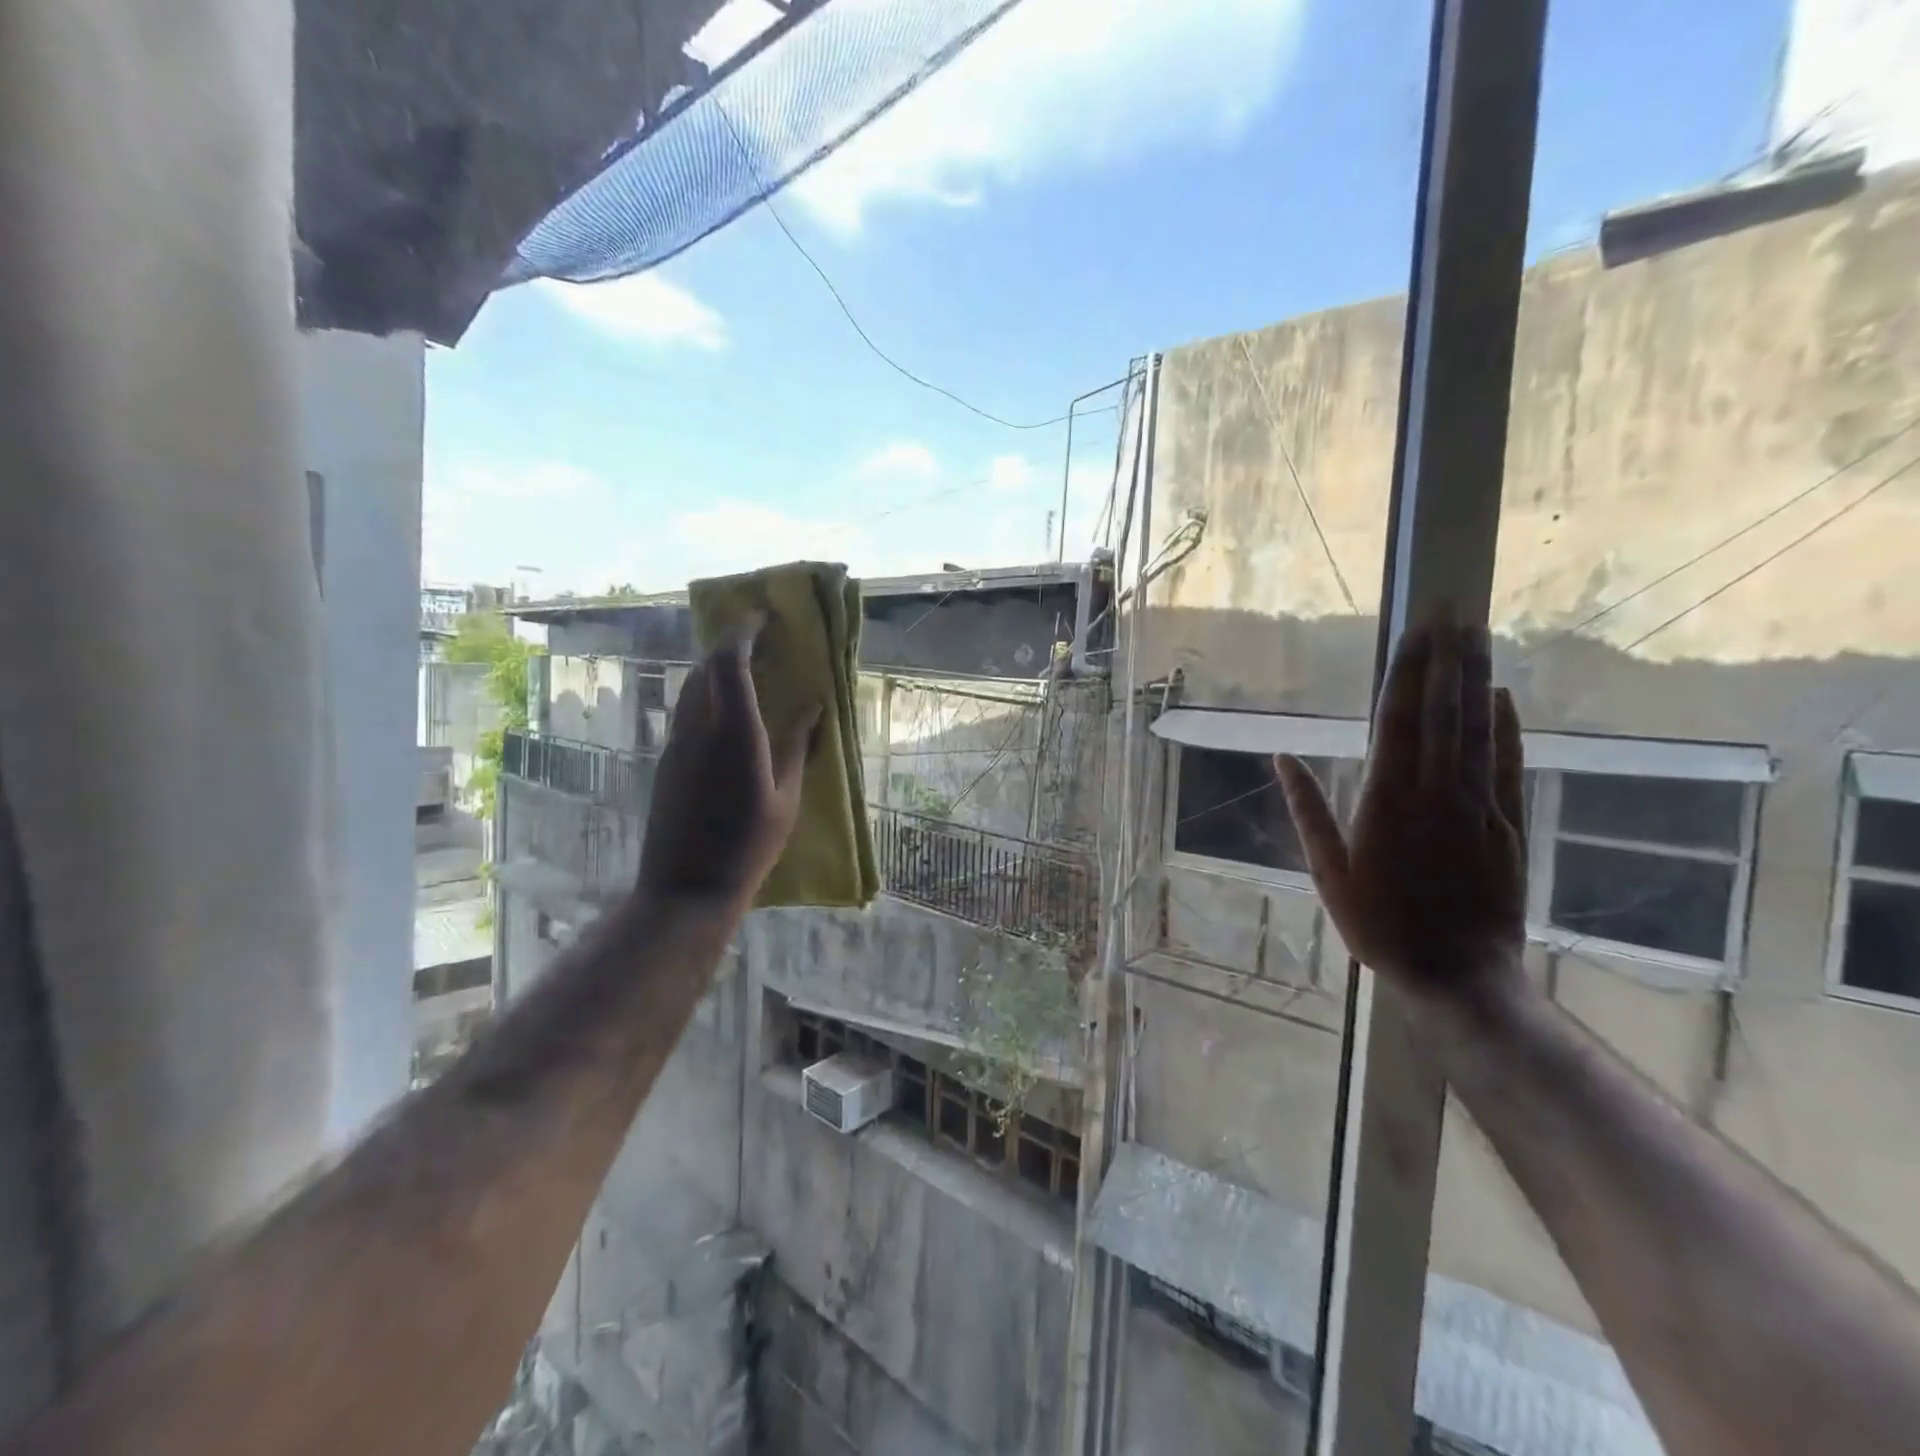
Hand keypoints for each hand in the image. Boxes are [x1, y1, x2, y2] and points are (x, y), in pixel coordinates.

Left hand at [637, 620, 817, 913]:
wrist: (685, 889)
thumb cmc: (748, 847)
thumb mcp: (786, 799)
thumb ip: (796, 747)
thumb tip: (814, 708)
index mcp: (735, 733)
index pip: (730, 662)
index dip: (744, 632)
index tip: (763, 617)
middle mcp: (699, 729)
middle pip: (706, 667)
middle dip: (731, 644)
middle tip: (760, 639)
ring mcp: (676, 744)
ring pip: (692, 688)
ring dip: (716, 669)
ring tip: (747, 670)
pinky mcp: (667, 761)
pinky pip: (687, 711)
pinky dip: (707, 695)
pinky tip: (728, 713)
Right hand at [1274, 618, 1526, 1004]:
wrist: (1458, 973)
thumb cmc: (1379, 924)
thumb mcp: (1327, 871)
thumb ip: (1309, 810)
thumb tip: (1283, 758)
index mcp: (1385, 800)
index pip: (1397, 720)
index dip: (1406, 672)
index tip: (1414, 630)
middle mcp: (1434, 790)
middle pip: (1443, 712)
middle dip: (1446, 657)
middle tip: (1454, 608)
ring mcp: (1476, 805)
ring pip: (1478, 728)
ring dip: (1476, 678)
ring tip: (1476, 634)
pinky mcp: (1507, 824)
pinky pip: (1507, 764)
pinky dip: (1507, 726)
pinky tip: (1503, 695)